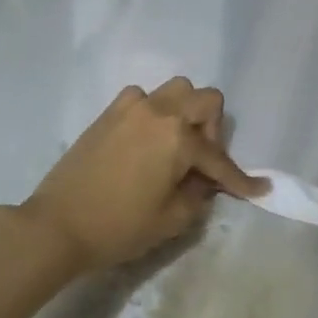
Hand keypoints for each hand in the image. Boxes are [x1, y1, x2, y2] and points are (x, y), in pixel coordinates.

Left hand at [21, 78, 262, 273]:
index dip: (240, 179)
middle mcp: (159, 113)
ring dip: (186, 113)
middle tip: (203, 162)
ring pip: (175, 90)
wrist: (57, 226)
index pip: (219, 158)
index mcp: (178, 139)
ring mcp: (131, 108)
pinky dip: (153, 112)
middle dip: (214, 130)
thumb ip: (199, 194)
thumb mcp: (172, 219)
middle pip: (205, 99)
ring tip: (176, 146)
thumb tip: (204, 179)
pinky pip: (143, 98)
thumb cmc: (119, 227)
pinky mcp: (109, 114)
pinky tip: (147, 139)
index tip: (259, 189)